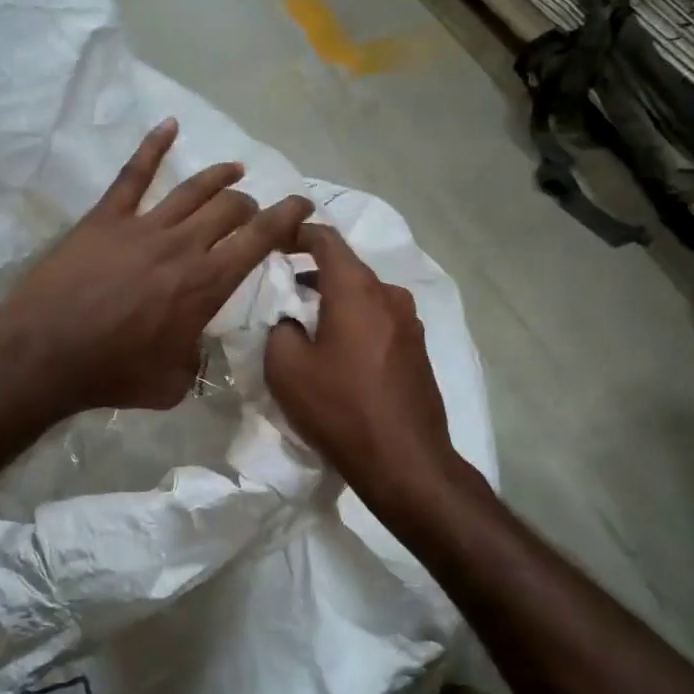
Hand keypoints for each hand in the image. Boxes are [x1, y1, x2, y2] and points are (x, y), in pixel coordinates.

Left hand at [0, 119, 313, 415]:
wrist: (46, 355)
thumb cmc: (113, 374)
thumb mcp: (173, 383)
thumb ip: (196, 361)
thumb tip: (198, 349)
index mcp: (207, 285)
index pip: (260, 239)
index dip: (287, 217)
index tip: (302, 205)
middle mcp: (184, 246)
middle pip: (230, 208)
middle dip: (250, 206)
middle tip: (252, 213)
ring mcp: (143, 227)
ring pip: (193, 189)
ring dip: (220, 176)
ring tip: (235, 169)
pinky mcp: (106, 218)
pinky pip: (134, 174)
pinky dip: (154, 146)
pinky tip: (169, 125)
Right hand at [265, 224, 460, 500]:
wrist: (404, 460)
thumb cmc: (340, 408)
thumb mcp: (287, 368)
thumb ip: (280, 329)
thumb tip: (292, 321)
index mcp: (357, 290)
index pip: (326, 239)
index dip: (298, 233)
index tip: (276, 240)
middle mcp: (389, 295)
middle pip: (347, 269)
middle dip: (314, 274)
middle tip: (283, 292)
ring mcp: (410, 323)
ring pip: (365, 296)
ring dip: (336, 301)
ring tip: (308, 325)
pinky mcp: (418, 349)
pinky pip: (379, 321)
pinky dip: (356, 323)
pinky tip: (339, 353)